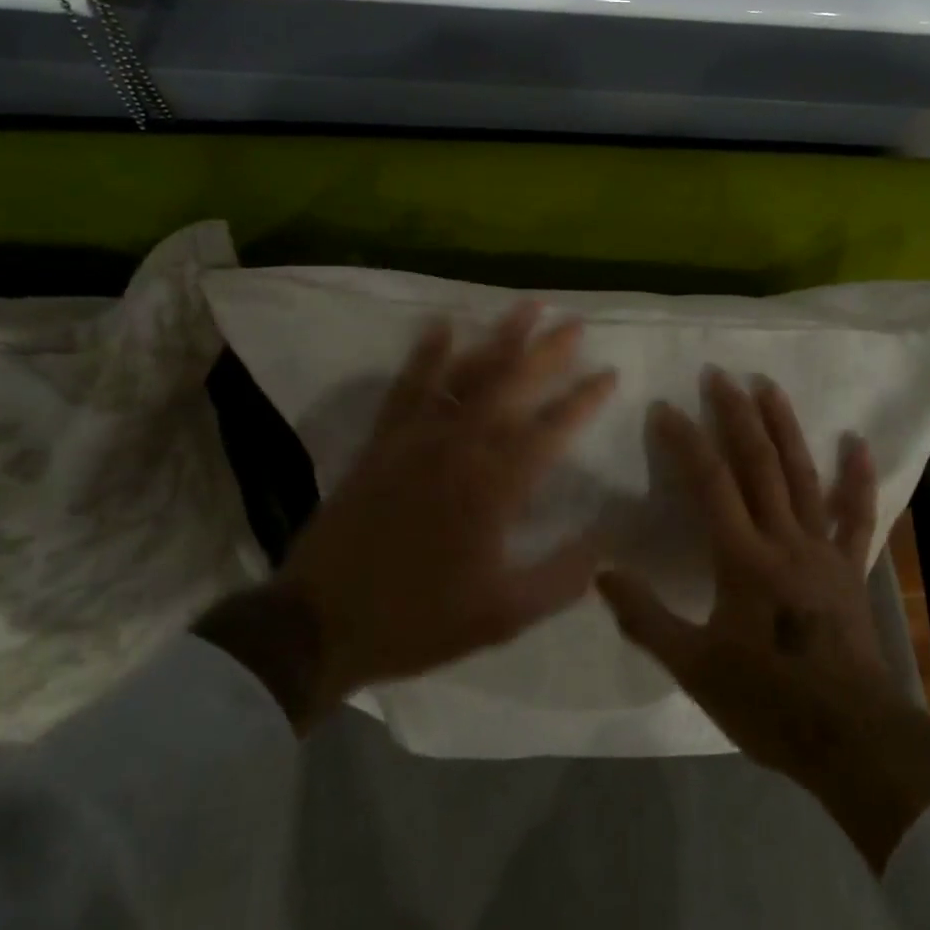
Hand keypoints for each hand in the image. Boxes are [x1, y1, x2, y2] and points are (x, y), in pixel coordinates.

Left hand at [197, 302, 616, 733]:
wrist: (320, 623)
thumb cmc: (419, 620)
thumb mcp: (502, 616)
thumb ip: (561, 578)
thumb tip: (605, 542)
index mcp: (495, 486)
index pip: (552, 429)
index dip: (585, 399)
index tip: (610, 372)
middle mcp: (461, 447)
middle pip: (513, 385)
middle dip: (549, 352)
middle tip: (576, 322)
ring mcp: (418, 437)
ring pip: (467, 373)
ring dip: (499, 338)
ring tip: (526, 307)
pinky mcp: (384, 440)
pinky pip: (409, 386)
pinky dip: (427, 353)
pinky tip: (441, 325)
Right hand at [597, 371, 929, 869]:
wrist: (851, 740)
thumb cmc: (768, 703)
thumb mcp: (695, 668)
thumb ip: (646, 617)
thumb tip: (601, 572)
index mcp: (743, 558)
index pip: (710, 484)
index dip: (686, 442)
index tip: (665, 407)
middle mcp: (784, 539)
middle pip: (759, 464)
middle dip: (737, 415)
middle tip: (719, 374)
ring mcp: (823, 549)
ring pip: (803, 475)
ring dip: (785, 428)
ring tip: (769, 386)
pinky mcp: (851, 567)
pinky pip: (857, 515)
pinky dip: (857, 477)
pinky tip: (858, 442)